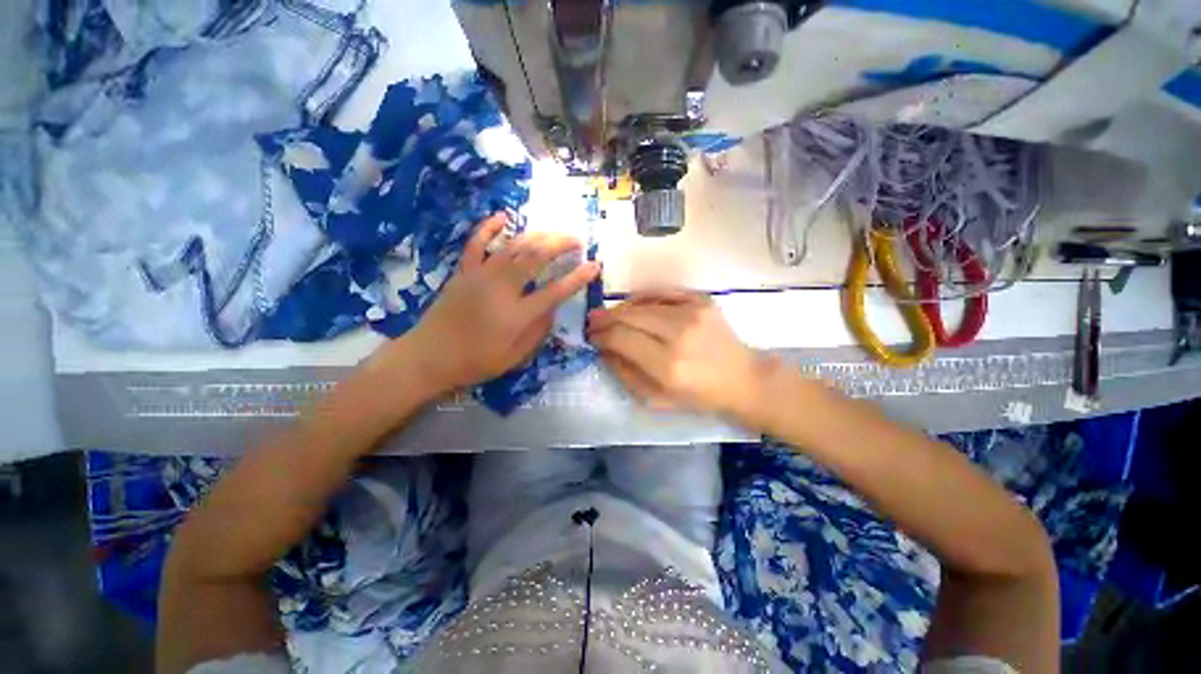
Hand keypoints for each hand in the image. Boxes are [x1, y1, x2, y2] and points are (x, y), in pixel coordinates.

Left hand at [399, 214, 600, 392]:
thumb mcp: (515, 356)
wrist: (429, 357)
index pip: (556, 291)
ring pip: (513, 246)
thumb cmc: (476, 361)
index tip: (594, 265)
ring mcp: (480, 276)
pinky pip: (477, 243)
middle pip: (536, 257)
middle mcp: (501, 289)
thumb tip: (552, 307)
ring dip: (537, 235)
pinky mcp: (464, 271)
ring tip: (554, 234)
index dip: (578, 277)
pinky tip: (503, 216)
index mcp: (517, 315)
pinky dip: (490, 227)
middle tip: (577, 241)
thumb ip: (538, 330)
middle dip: (560, 244)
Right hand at [587, 291, 765, 416]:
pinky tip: (633, 305)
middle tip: (593, 322)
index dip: (601, 336)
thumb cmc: (698, 396)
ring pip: (643, 302)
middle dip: (605, 319)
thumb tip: (604, 350)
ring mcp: (693, 312)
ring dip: (621, 308)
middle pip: (629, 316)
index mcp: (668, 365)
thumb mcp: (656, 399)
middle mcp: (679, 333)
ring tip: (610, 315)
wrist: (742, 378)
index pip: (621, 339)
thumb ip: (625, 374)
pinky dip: (643, 297)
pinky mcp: (702, 300)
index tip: (592, 337)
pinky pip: (662, 291)